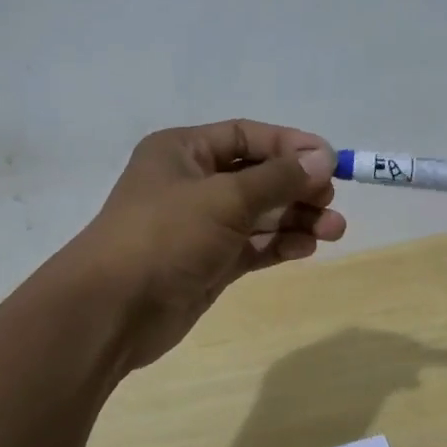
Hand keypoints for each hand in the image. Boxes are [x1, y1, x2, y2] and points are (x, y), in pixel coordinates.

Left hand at [73, 121, 345, 368]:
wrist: (113, 310)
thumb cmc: (166, 236)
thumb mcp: (225, 198)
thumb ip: (277, 179)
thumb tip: (323, 159)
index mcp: (183, 151)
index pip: (246, 136)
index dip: (289, 145)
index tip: (329, 160)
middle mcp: (192, 183)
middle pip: (257, 176)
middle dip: (297, 187)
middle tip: (331, 201)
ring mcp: (200, 226)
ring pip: (258, 214)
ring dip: (296, 219)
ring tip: (333, 230)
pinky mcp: (208, 263)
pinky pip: (252, 246)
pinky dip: (279, 244)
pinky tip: (306, 248)